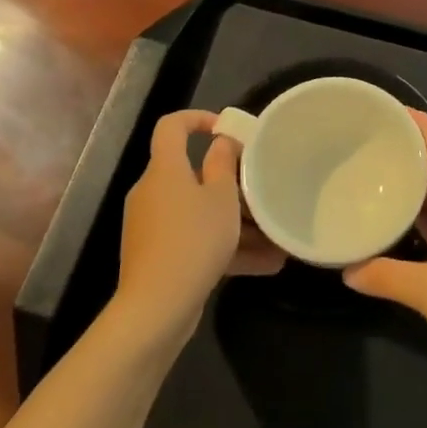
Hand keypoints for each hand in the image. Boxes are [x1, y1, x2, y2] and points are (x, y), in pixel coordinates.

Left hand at [116, 111, 283, 344]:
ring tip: (274, 238)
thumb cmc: (193, 240)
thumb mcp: (221, 198)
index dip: (197, 118)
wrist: (155, 309)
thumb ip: (224, 164)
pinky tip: (264, 265)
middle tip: (262, 192)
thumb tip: (222, 142)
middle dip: (230, 183)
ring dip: (235, 222)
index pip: (171, 126)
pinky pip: (195, 240)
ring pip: (198, 212)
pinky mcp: (157, 256)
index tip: (226, 128)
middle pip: (192, 174)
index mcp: (164, 169)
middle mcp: (153, 192)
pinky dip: (224, 247)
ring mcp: (152, 226)